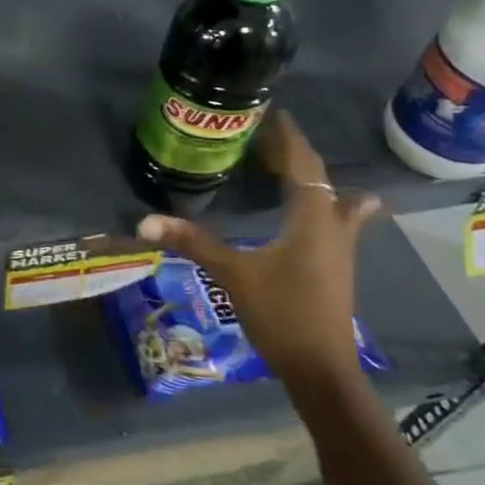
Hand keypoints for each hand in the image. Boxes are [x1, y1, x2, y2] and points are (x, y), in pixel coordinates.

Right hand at [136, 109, 379, 387]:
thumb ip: (194, 244)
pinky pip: (333, 220)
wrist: (322, 371)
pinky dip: (324, 203)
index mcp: (312, 220)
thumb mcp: (234, 275)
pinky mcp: (334, 267)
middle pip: (319, 178)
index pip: (304, 165)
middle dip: (295, 154)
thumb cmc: (282, 315)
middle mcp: (332, 228)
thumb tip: (145, 222)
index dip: (289, 138)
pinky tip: (326, 211)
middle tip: (266, 136)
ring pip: (331, 199)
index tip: (272, 113)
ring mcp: (338, 249)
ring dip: (310, 177)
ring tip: (289, 162)